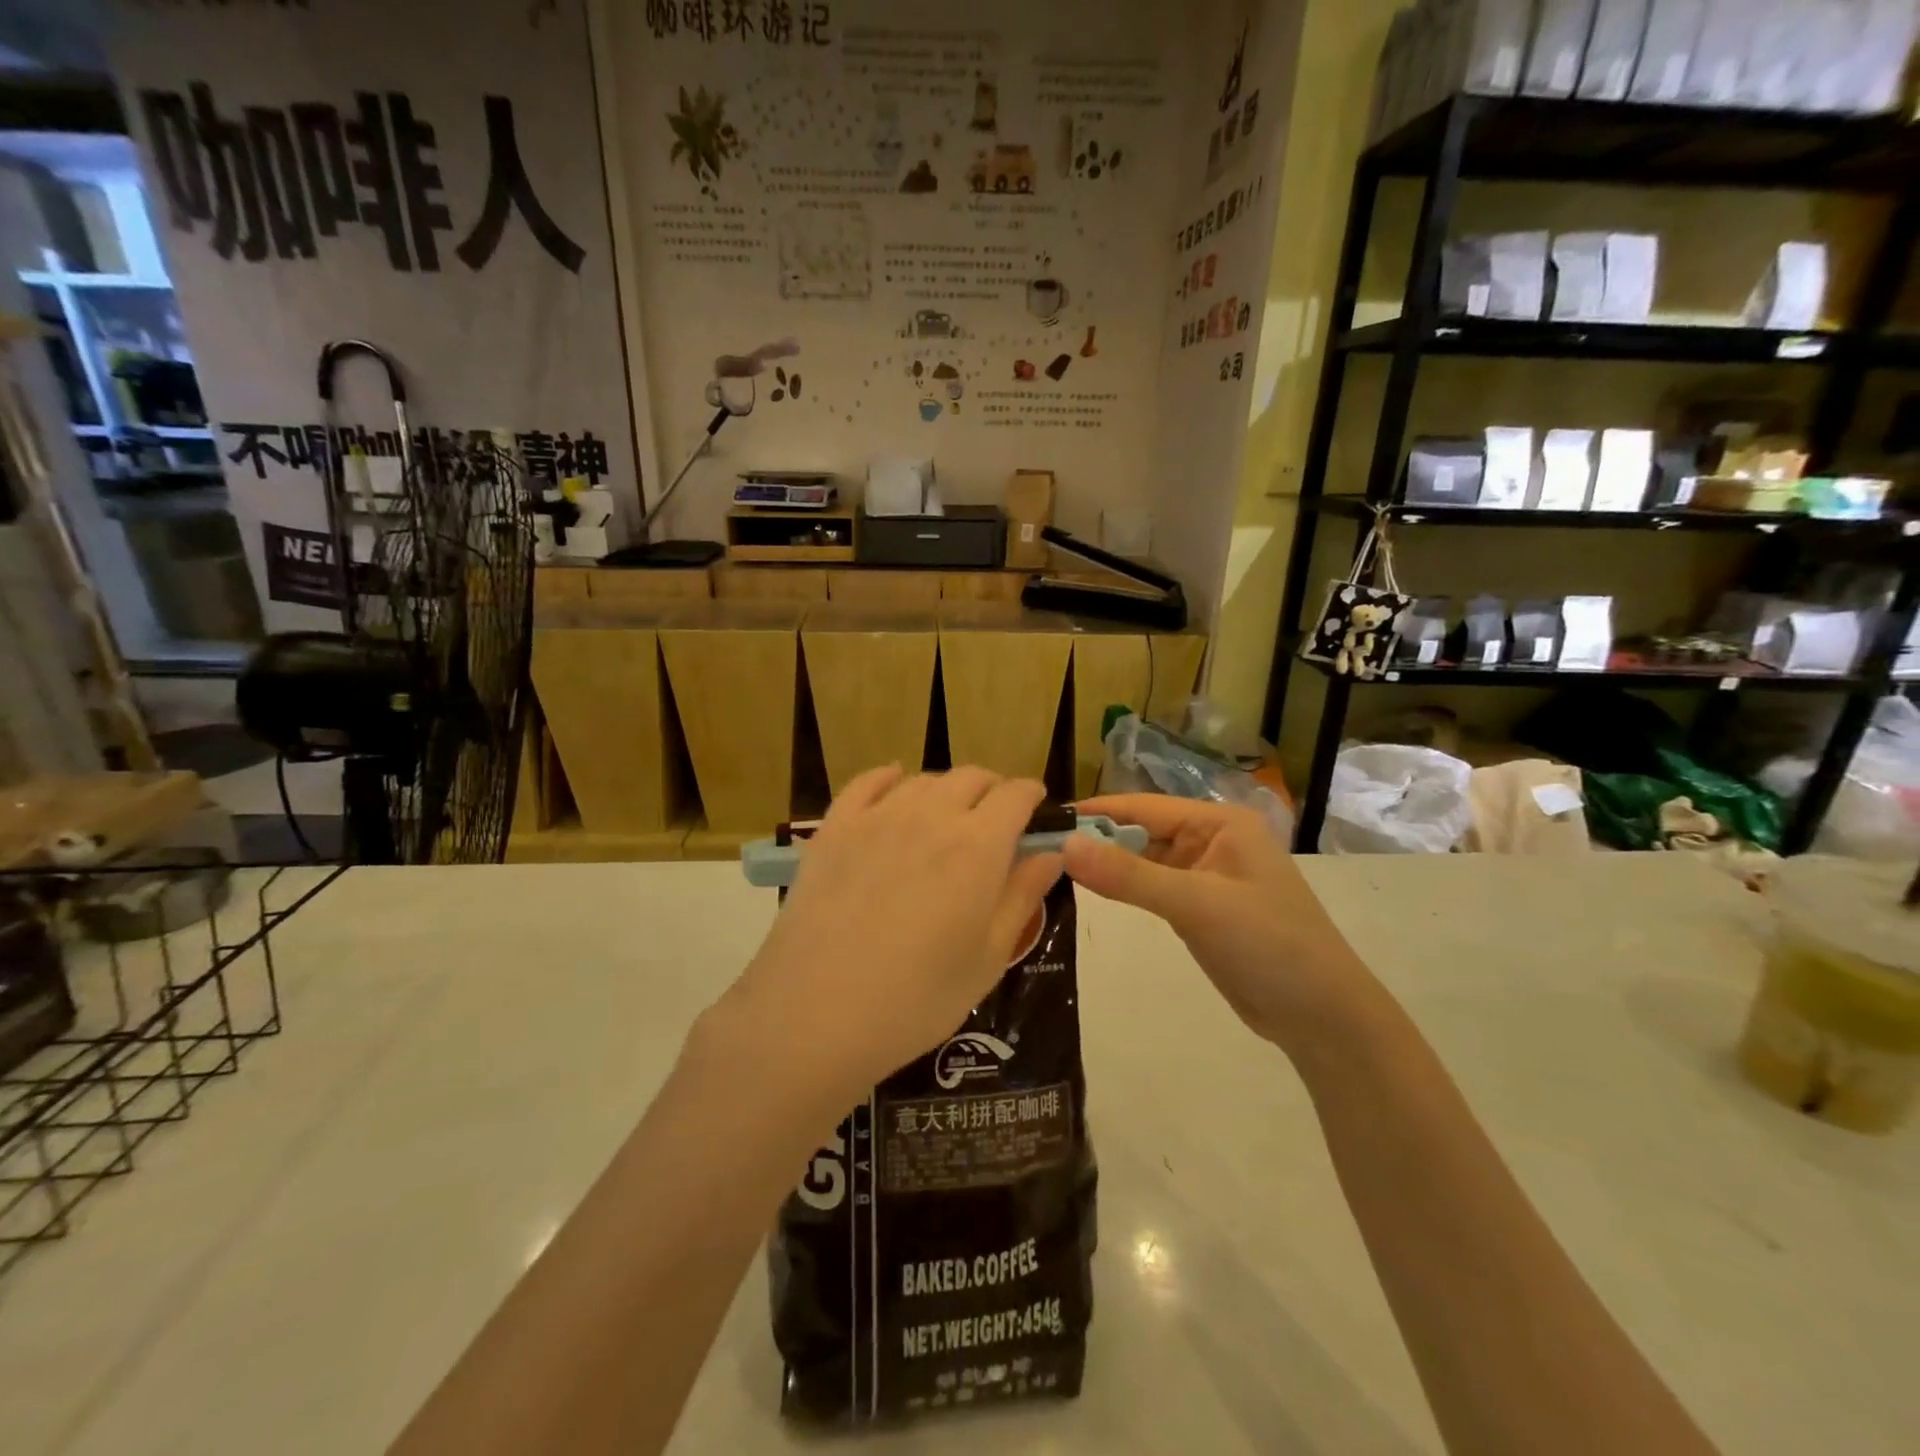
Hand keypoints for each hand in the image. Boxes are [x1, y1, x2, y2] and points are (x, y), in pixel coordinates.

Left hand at [718, 766, 1063, 1106]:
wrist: (816, 1013)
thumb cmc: (917, 998)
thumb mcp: (988, 957)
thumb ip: (1023, 896)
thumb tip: (1052, 854)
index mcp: (978, 846)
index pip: (1015, 795)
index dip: (1031, 797)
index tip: (1036, 811)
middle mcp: (931, 815)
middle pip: (971, 777)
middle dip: (992, 791)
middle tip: (994, 822)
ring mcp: (877, 816)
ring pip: (923, 779)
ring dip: (946, 790)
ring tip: (947, 817)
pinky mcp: (834, 827)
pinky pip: (867, 782)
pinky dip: (889, 778)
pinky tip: (894, 787)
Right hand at [1062, 795, 1380, 1056]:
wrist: (1323, 1017)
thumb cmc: (1268, 945)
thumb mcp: (1196, 904)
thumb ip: (1128, 875)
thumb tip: (1065, 845)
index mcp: (1220, 823)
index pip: (1144, 807)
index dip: (1095, 811)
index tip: (1046, 818)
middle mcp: (1213, 840)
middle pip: (1142, 831)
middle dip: (1097, 839)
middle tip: (1040, 848)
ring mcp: (1207, 876)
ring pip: (1145, 860)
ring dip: (1108, 865)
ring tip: (1054, 867)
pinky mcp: (1201, 909)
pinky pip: (1153, 888)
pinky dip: (1125, 889)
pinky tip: (1092, 891)